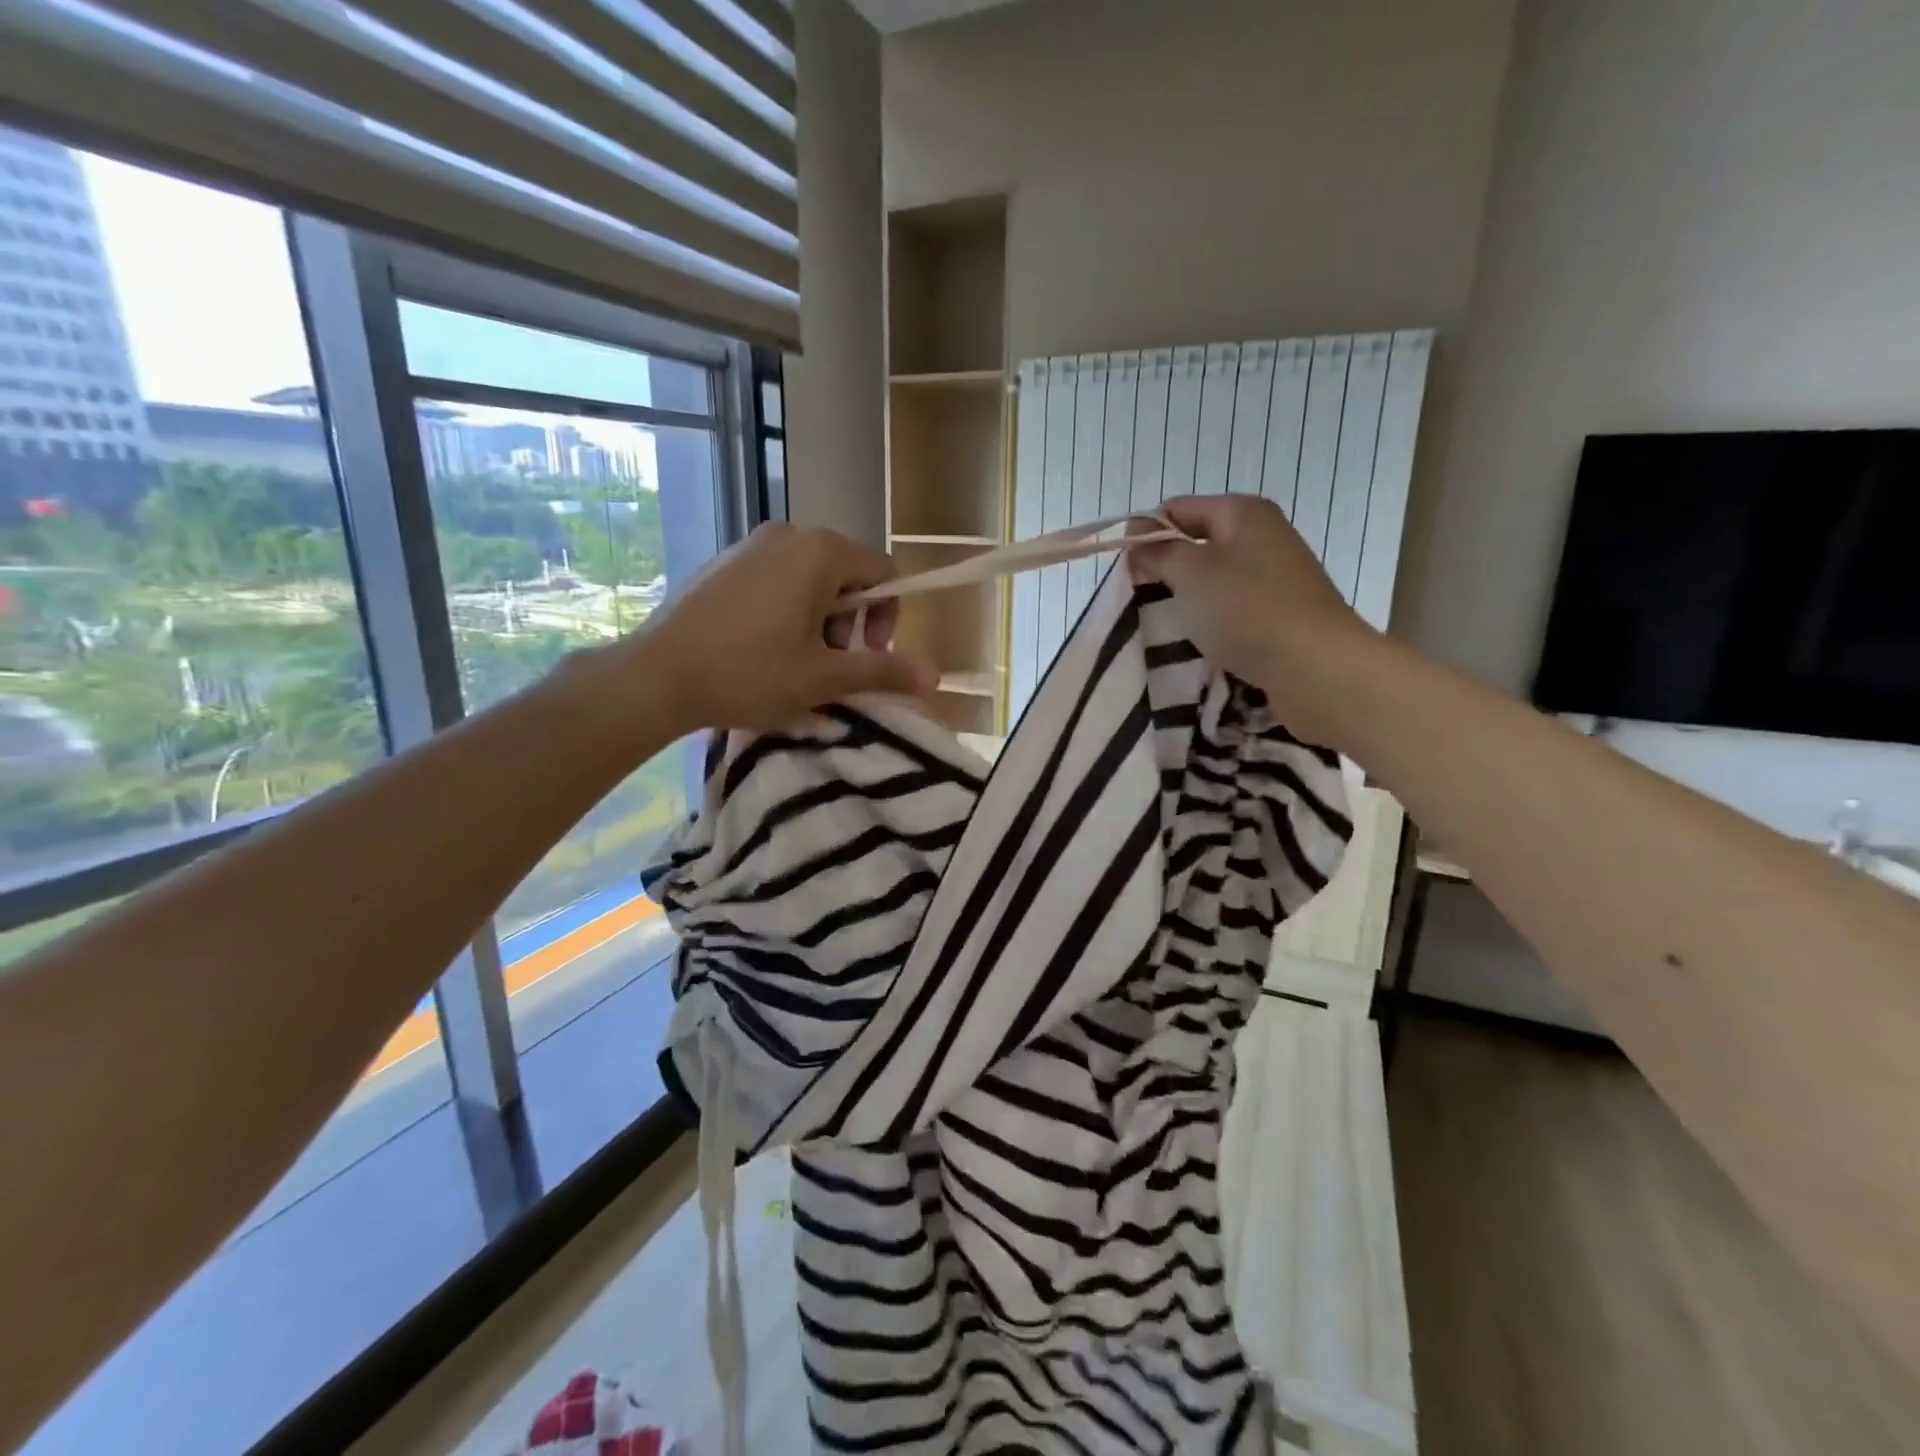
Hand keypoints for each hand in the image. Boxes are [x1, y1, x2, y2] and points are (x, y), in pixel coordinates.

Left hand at [624, 523, 936, 733]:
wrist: (656, 677)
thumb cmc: (750, 673)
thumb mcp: (825, 677)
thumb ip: (884, 670)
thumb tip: (936, 676)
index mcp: (821, 551)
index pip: (883, 574)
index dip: (887, 619)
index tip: (864, 658)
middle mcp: (789, 534)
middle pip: (847, 575)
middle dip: (849, 623)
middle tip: (827, 666)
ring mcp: (750, 545)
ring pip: (811, 579)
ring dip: (819, 621)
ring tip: (793, 662)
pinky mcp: (724, 563)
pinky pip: (776, 580)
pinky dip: (786, 612)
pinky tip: (761, 650)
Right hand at [1130, 495, 1380, 744]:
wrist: (1316, 667)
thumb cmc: (1246, 610)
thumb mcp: (1190, 574)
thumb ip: (1159, 553)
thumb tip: (1140, 543)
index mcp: (1243, 513)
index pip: (1178, 509)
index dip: (1145, 532)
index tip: (1123, 569)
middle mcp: (1264, 536)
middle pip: (1198, 543)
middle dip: (1166, 568)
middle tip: (1139, 598)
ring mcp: (1278, 576)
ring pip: (1216, 578)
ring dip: (1188, 599)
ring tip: (1166, 623)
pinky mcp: (1283, 613)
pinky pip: (1234, 607)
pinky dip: (1213, 620)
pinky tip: (1200, 641)